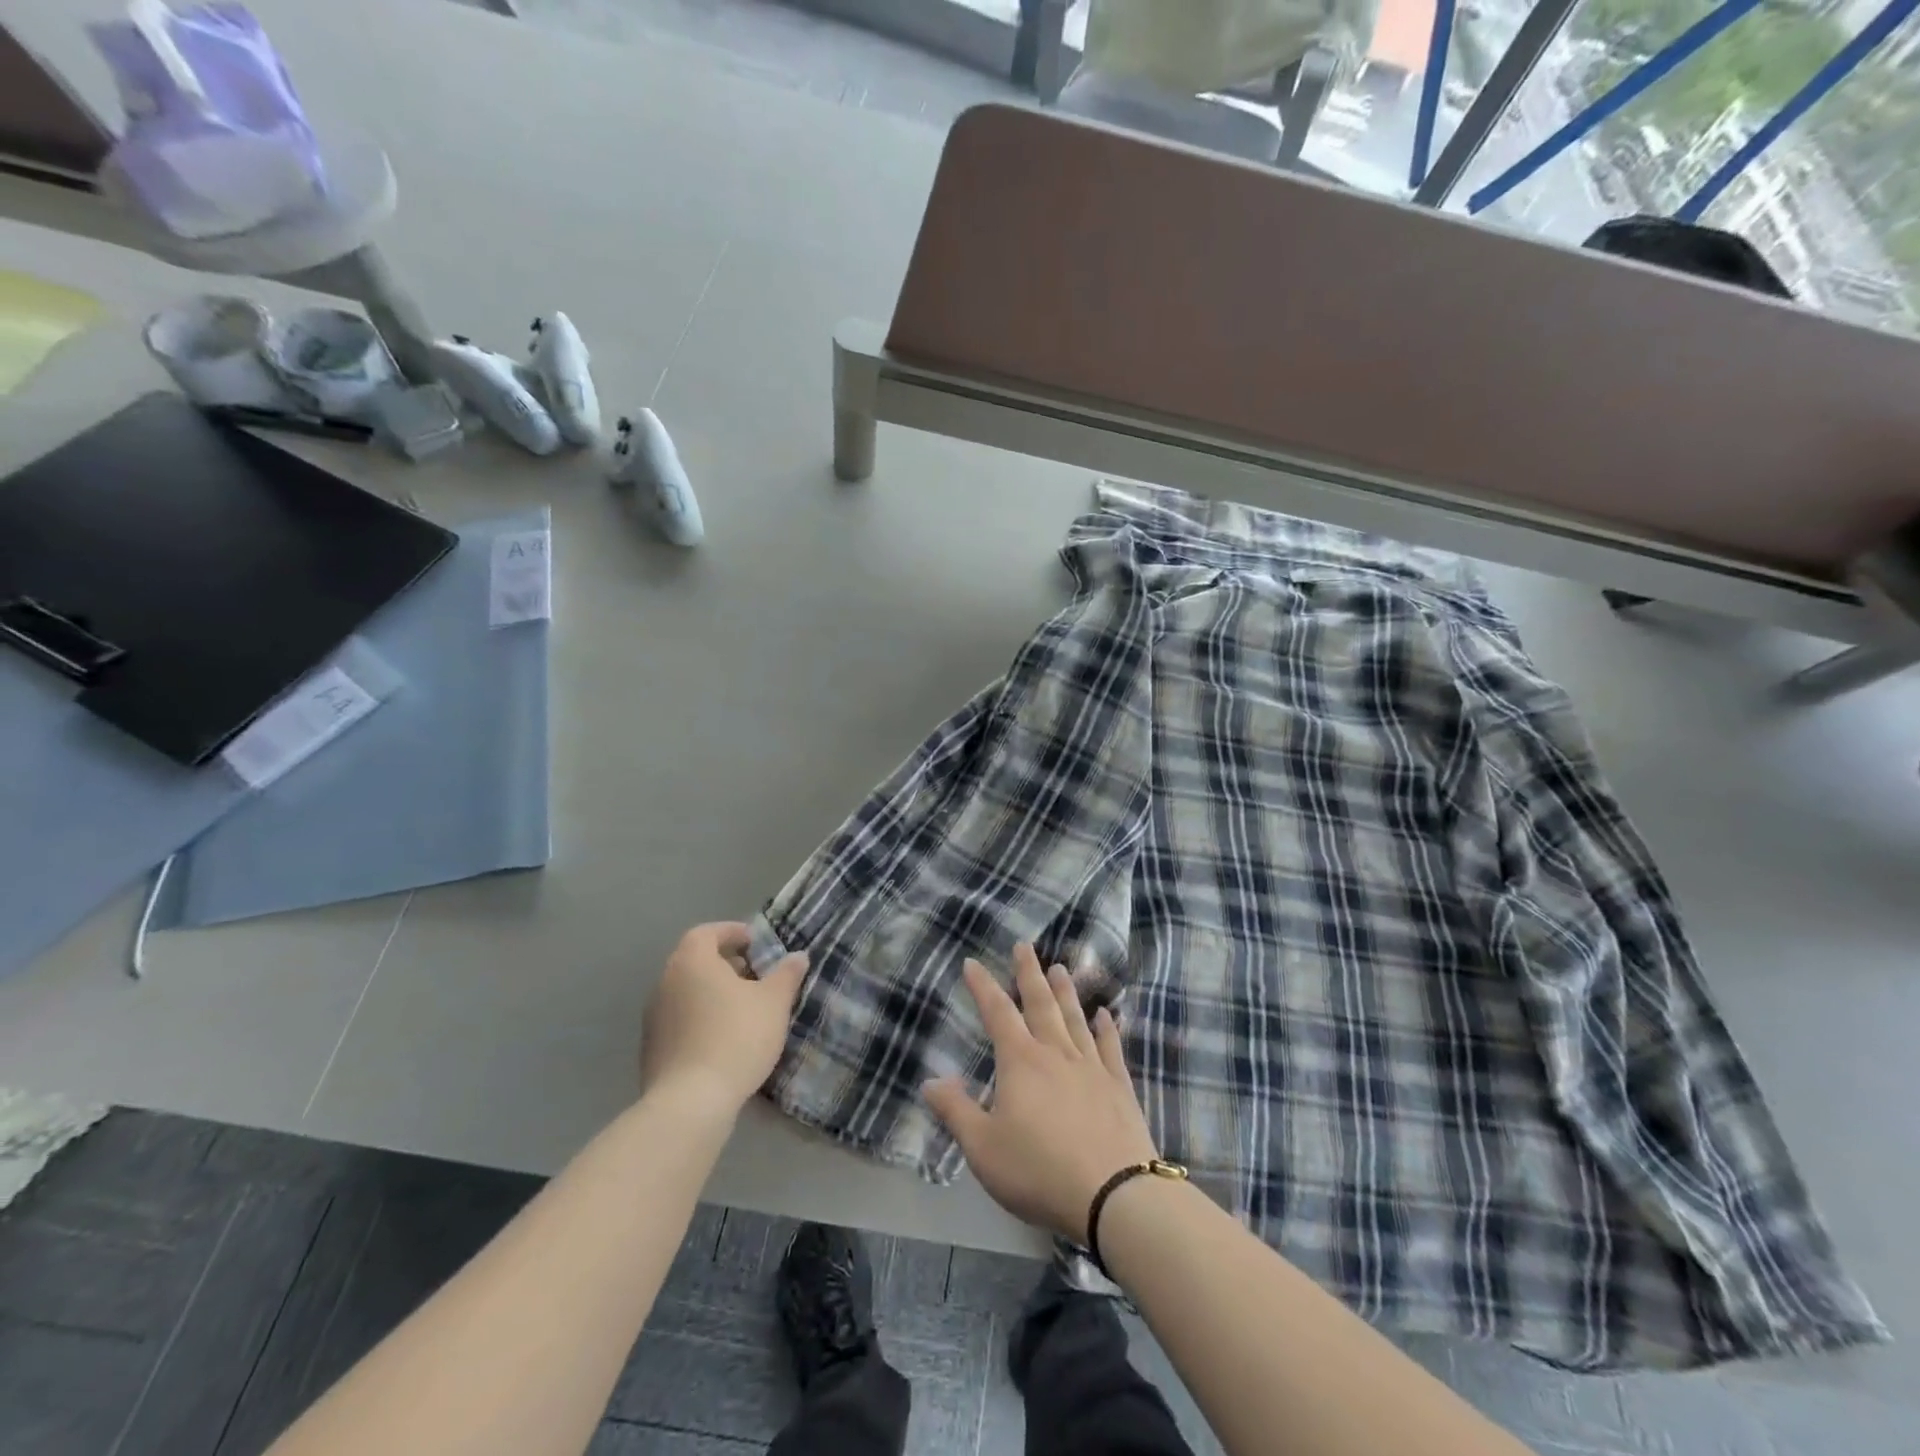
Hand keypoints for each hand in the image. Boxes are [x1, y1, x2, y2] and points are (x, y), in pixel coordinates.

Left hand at [640, 922, 808, 1110]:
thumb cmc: (736, 1037)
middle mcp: (666, 982)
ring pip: (687, 991)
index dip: (732, 933)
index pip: (707, 932)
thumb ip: (787, 974)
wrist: (690, 1103)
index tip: (755, 943)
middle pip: (695, 961)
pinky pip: (680, 1020)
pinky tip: (724, 1038)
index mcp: (692, 961)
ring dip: (712, 992)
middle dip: (725, 963)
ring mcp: (654, 1017)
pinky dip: (701, 1018)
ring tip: (743, 1008)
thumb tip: (798, 957)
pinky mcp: (652, 1049)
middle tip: (754, 975)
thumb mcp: (774, 1002)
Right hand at [922, 945, 1157, 1242]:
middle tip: (1024, 946)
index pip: (997, 1013)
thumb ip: (956, 1112)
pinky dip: (1107, 1028)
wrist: (1115, 1194)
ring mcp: (1092, 1066)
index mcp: (1021, 1062)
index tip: (972, 963)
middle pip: (1040, 1003)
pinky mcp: (1119, 1086)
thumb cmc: (1039, 1170)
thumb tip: (930, 1081)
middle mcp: (1056, 1053)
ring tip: (1060, 968)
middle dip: (1028, 973)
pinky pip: (1111, 1047)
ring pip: (1075, 1018)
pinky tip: (1107, 1014)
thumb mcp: (983, 1148)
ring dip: (1065, 991)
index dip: (983, 986)